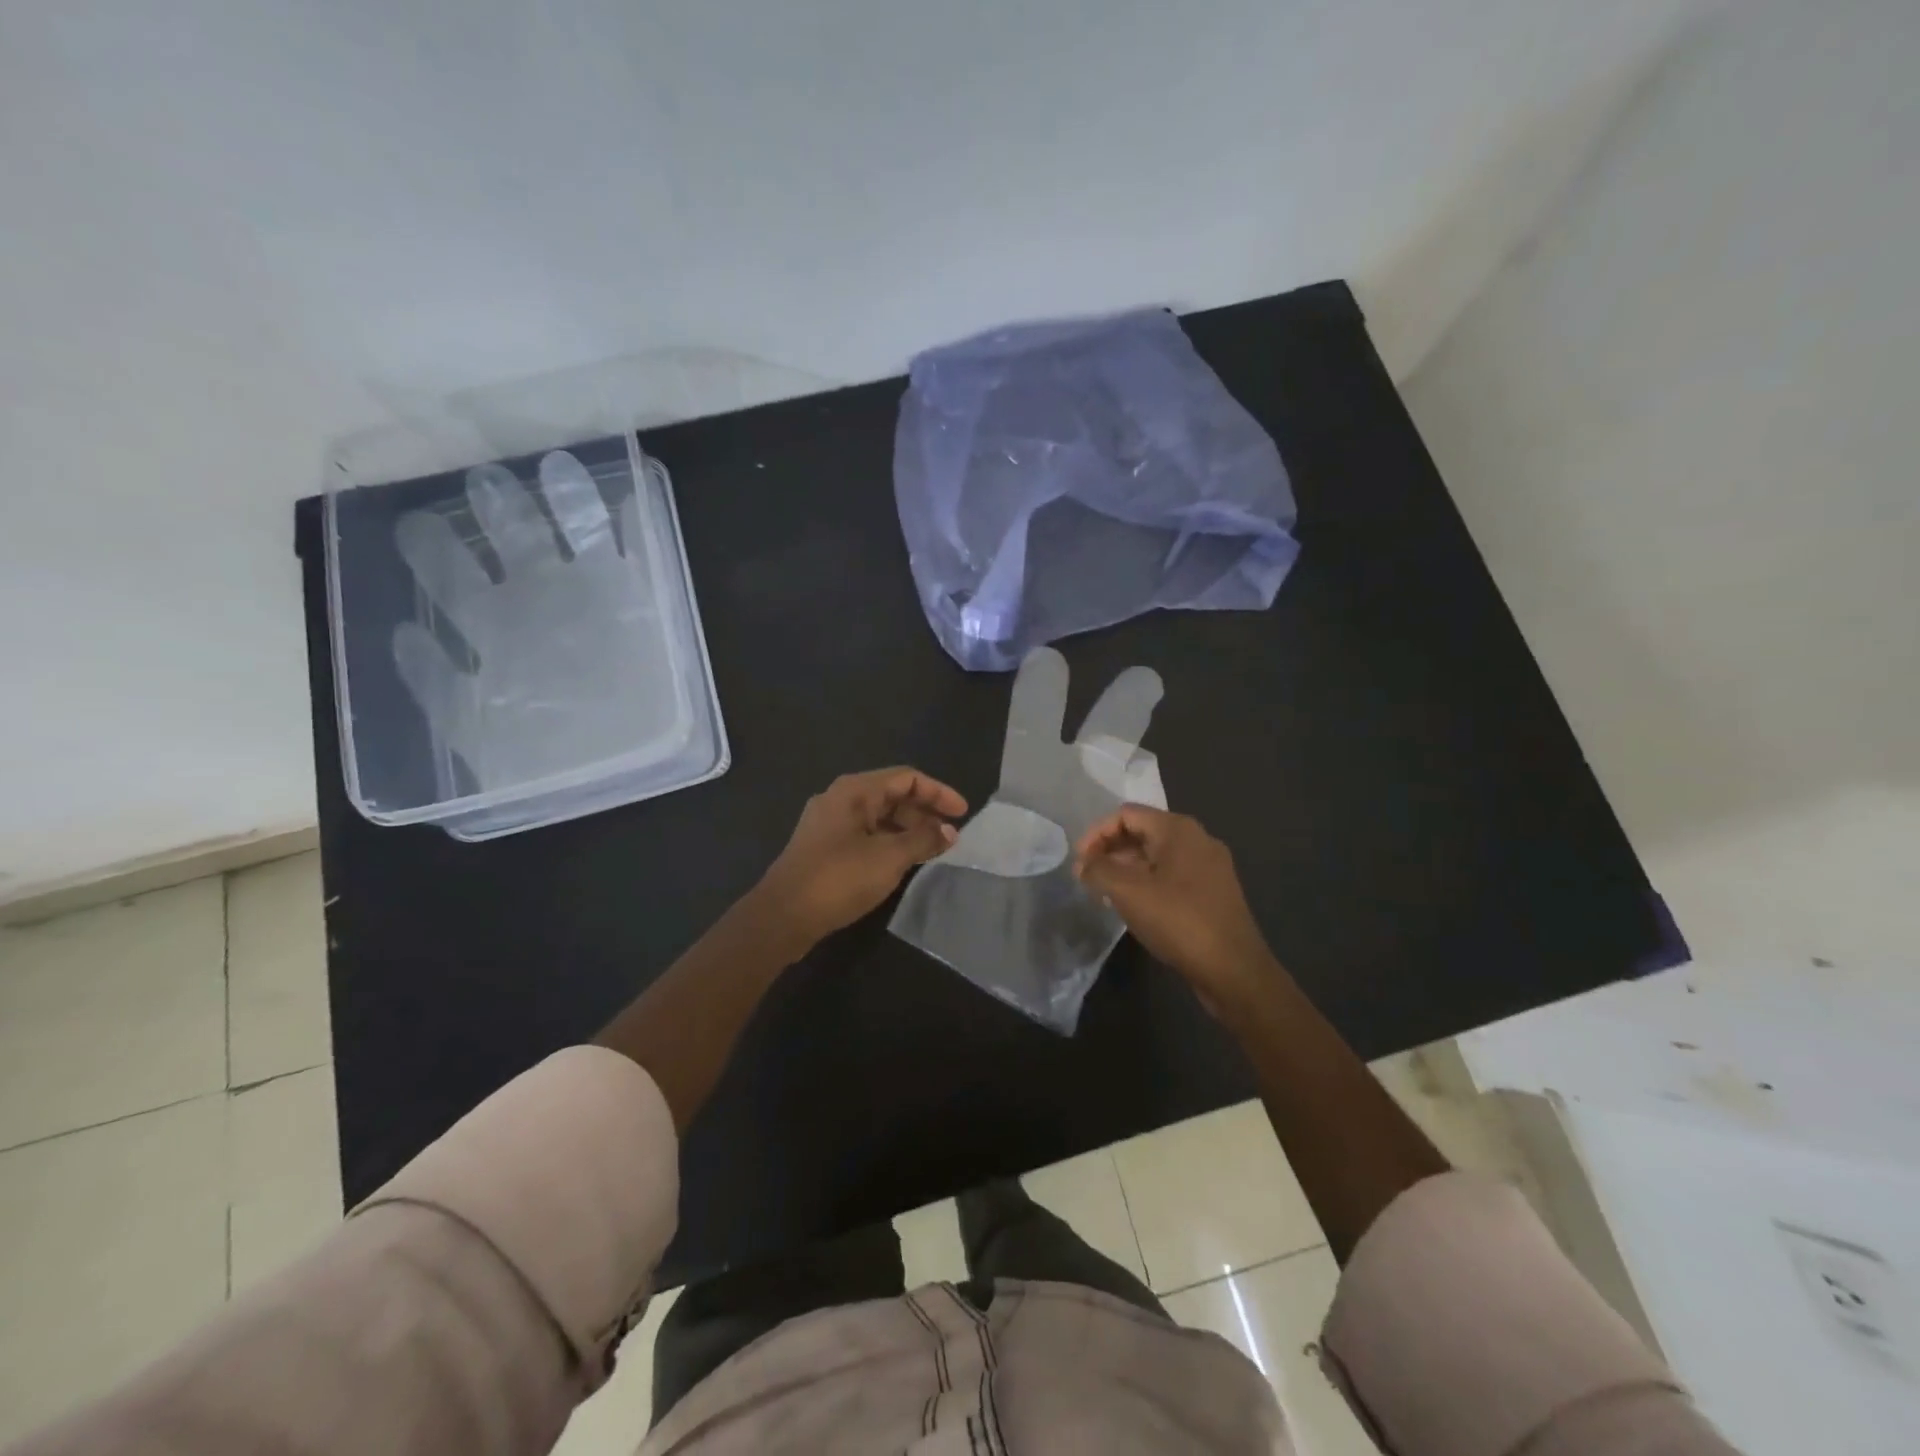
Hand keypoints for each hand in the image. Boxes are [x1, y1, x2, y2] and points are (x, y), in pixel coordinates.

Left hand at [754, 768, 967, 949]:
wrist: (782, 916)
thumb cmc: (838, 878)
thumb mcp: (889, 858)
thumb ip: (923, 840)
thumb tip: (950, 832)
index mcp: (854, 791)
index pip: (906, 778)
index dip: (938, 792)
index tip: (963, 813)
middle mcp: (841, 799)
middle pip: (892, 795)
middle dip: (924, 812)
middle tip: (950, 836)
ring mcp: (829, 824)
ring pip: (879, 817)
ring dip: (908, 830)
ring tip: (932, 851)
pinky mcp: (825, 847)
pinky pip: (866, 835)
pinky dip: (889, 842)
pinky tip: (904, 862)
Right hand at [1074, 805, 1279, 1015]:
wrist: (1234, 970)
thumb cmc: (1178, 921)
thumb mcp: (1128, 892)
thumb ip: (1098, 870)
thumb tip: (1083, 864)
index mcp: (1178, 829)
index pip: (1126, 814)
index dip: (1096, 833)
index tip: (1079, 862)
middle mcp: (1197, 839)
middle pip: (1142, 831)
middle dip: (1110, 850)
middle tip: (1088, 877)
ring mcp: (1209, 866)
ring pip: (1157, 855)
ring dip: (1126, 867)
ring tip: (1105, 892)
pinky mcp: (1214, 891)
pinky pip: (1172, 874)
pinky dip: (1147, 882)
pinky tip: (1134, 905)